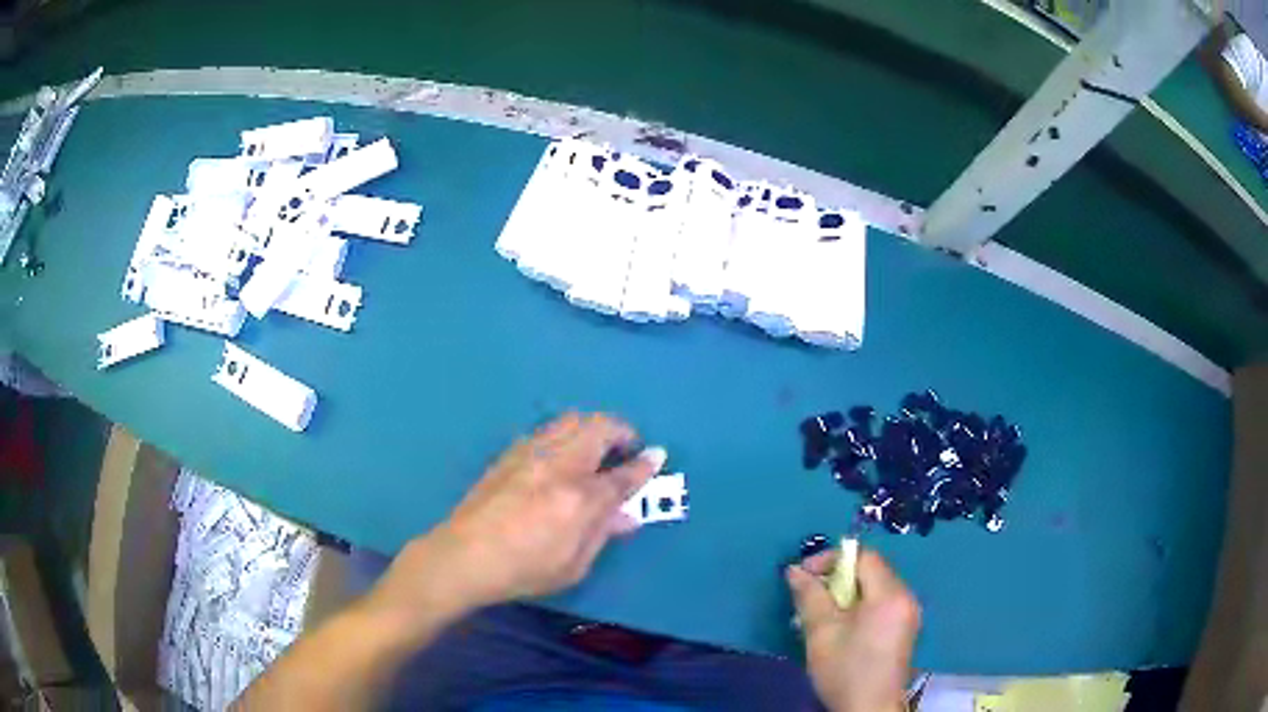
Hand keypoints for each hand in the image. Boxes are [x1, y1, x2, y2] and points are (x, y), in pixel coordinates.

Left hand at [375, 413, 664, 626]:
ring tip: (596, 446)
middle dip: (621, 431)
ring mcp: (532, 454)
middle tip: (626, 448)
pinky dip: (566, 433)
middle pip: (598, 428)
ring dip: (593, 427)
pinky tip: (562, 455)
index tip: (658, 455)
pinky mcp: (510, 454)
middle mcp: (559, 466)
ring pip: (571, 420)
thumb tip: (627, 514)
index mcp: (580, 499)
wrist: (463, 556)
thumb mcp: (573, 565)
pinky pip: (548, 430)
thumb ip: (602, 533)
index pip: (623, 475)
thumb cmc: (523, 570)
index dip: (645, 465)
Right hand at [787, 548, 920, 711]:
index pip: (863, 556)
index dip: (832, 559)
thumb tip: (795, 570)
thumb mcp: (821, 632)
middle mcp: (906, 596)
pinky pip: (882, 603)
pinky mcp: (905, 629)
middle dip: (838, 577)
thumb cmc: (845, 670)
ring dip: (847, 593)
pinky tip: (842, 627)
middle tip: (810, 595)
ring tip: (821, 613)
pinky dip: (860, 606)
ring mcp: (908, 613)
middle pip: (871, 570)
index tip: (805, 575)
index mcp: (890, 594)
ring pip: (875, 588)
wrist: (869, 709)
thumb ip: (810, 596)